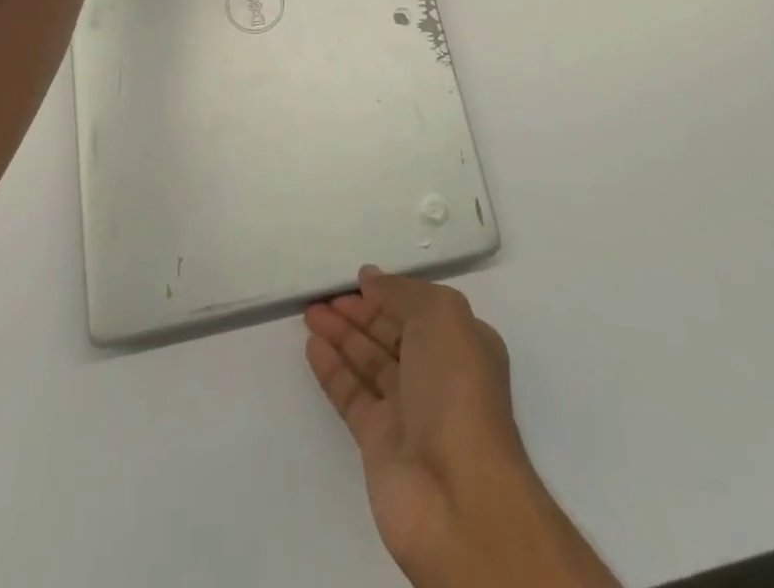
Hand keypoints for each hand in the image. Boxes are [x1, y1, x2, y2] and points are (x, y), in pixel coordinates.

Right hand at [306, 270, 620, 587]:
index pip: (419, 309)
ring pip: (369, 362)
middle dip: (360, 312)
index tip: (356, 278)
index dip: (389, 292)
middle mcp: (437, 375)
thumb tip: (371, 279)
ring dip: (341, 335)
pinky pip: (351, 395)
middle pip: (392, 334)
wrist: (458, 495)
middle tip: (323, 294)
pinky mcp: (379, 442)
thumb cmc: (457, 388)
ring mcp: (408, 411)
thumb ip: (402, 292)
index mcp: (463, 343)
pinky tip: (312, 346)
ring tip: (310, 312)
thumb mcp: (440, 316)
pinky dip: (332, 369)